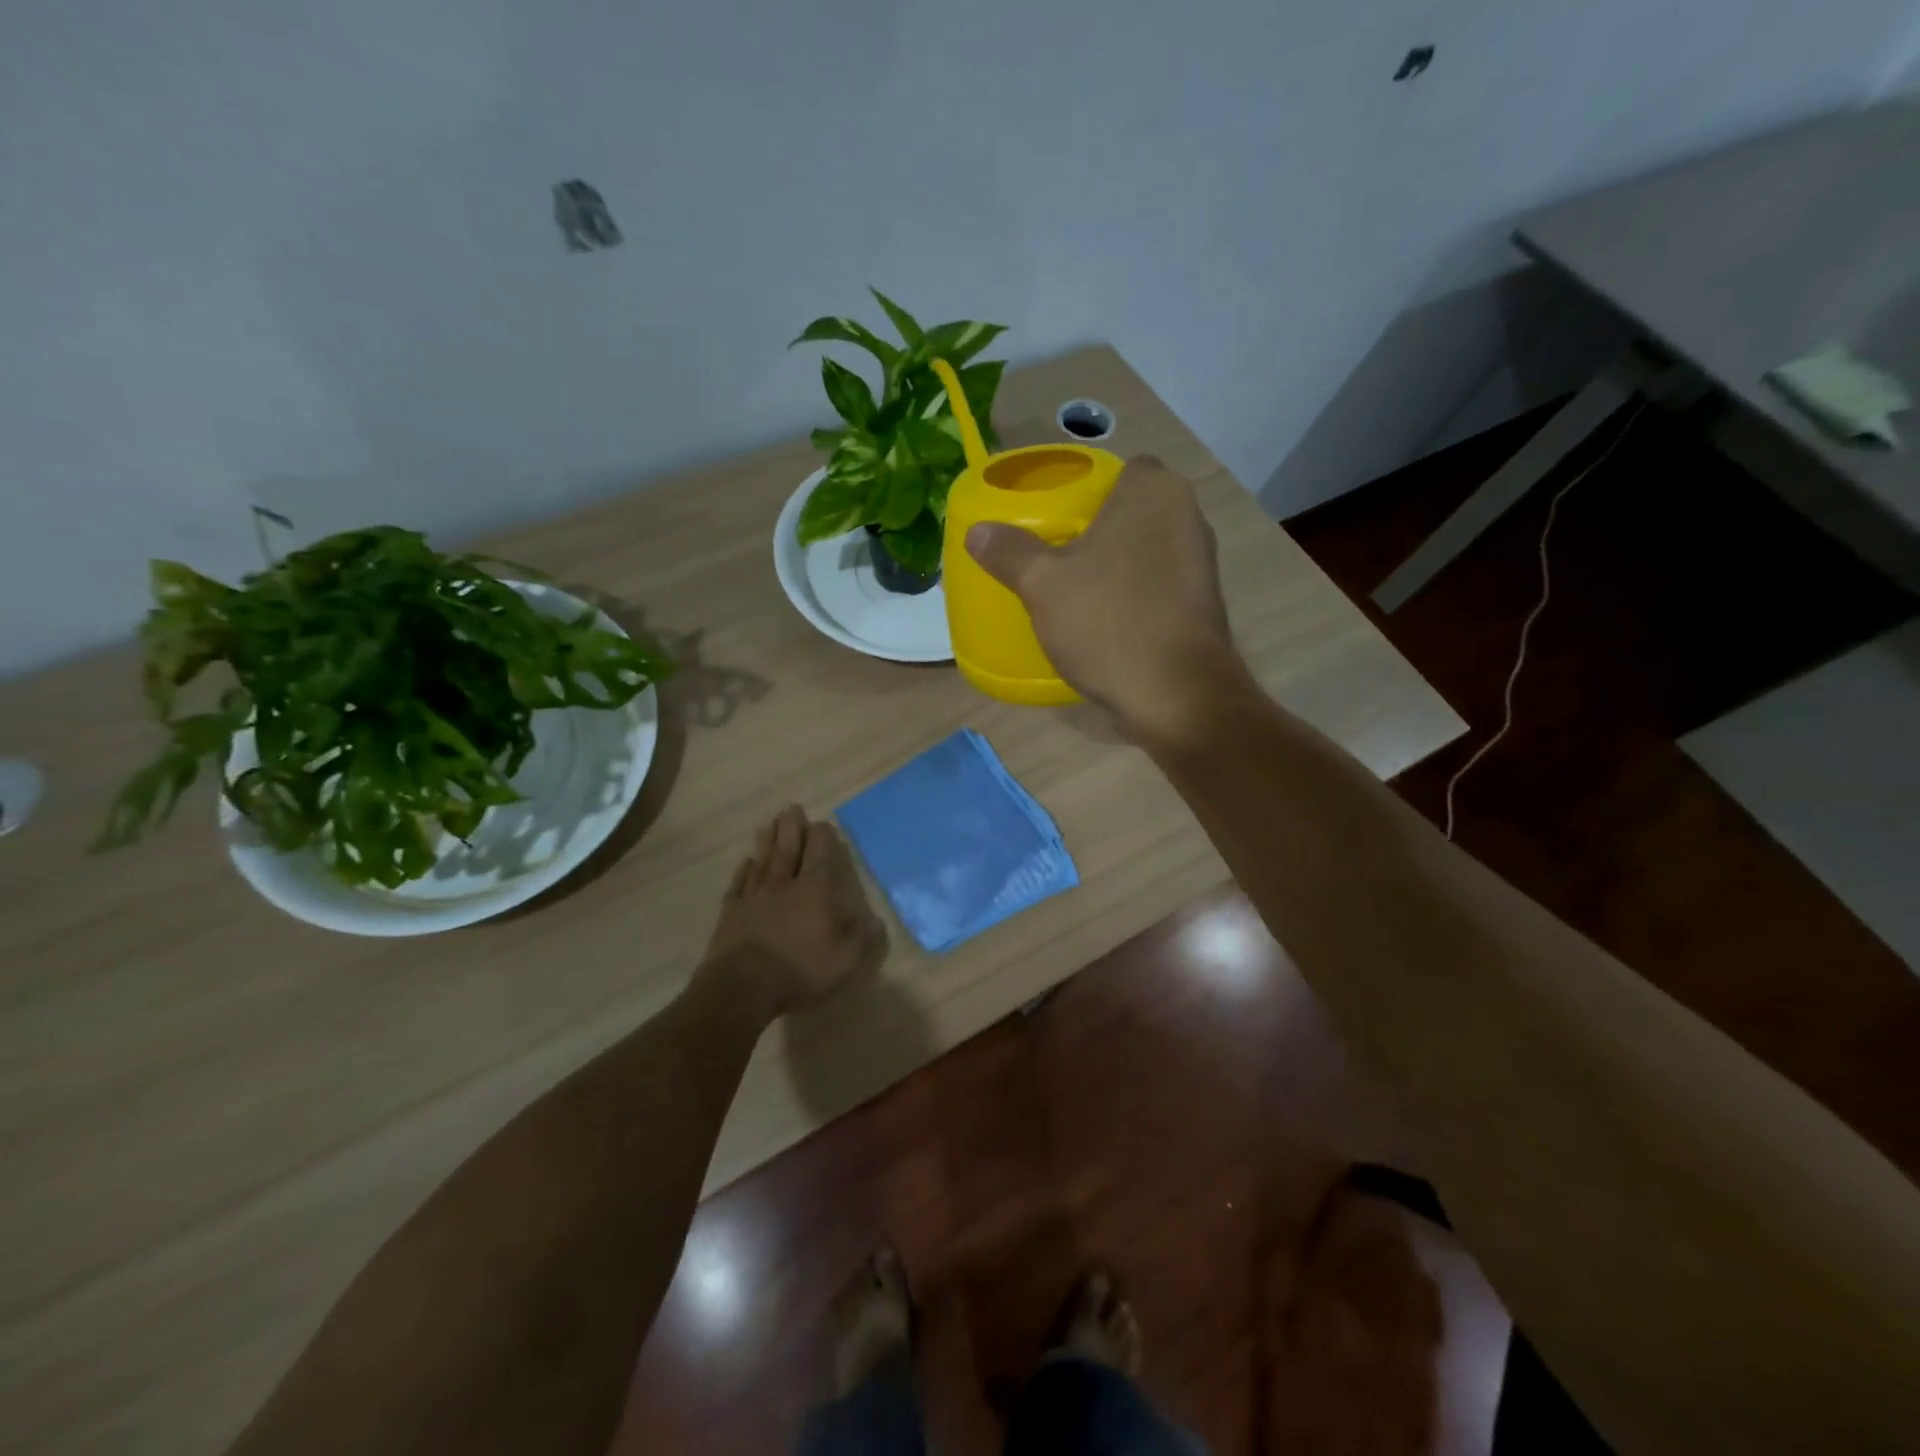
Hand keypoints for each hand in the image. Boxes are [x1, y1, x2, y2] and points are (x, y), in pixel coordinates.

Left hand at [701, 805, 886, 1019]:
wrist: (743, 986)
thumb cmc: (799, 969)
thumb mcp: (844, 960)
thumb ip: (862, 938)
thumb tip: (876, 921)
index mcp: (814, 890)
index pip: (819, 854)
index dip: (822, 836)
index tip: (822, 824)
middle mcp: (784, 884)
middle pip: (788, 849)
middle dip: (792, 827)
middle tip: (791, 808)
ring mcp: (754, 896)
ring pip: (763, 861)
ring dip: (767, 841)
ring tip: (769, 824)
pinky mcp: (732, 912)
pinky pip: (739, 884)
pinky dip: (744, 870)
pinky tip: (746, 862)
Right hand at [963, 455, 1243, 743]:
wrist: (1176, 694)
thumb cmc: (1109, 621)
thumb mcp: (1043, 585)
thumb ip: (1009, 552)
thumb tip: (978, 531)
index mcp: (1154, 492)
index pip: (1121, 469)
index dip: (1088, 489)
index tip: (1057, 517)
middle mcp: (1188, 516)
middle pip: (1134, 510)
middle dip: (1099, 528)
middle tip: (1056, 554)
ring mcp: (1202, 562)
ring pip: (1147, 549)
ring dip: (1118, 564)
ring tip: (1076, 588)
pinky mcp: (1204, 604)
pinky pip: (1160, 584)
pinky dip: (1136, 594)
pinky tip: (1106, 620)